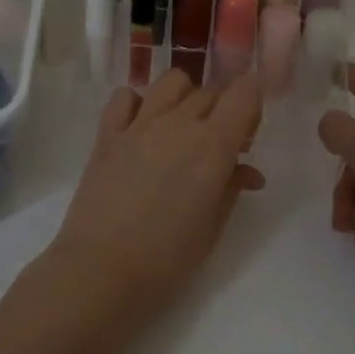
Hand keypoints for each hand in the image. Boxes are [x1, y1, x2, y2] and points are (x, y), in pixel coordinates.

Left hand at [46, 70, 264, 316]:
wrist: (101, 271)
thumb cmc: (166, 260)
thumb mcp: (212, 228)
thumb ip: (232, 188)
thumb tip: (247, 170)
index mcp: (212, 146)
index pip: (245, 93)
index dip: (253, 103)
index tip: (248, 132)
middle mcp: (178, 124)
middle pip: (212, 90)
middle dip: (224, 108)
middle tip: (220, 145)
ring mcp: (138, 124)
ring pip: (171, 82)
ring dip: (186, 97)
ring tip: (182, 128)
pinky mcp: (107, 134)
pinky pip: (125, 96)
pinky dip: (138, 103)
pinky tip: (141, 128)